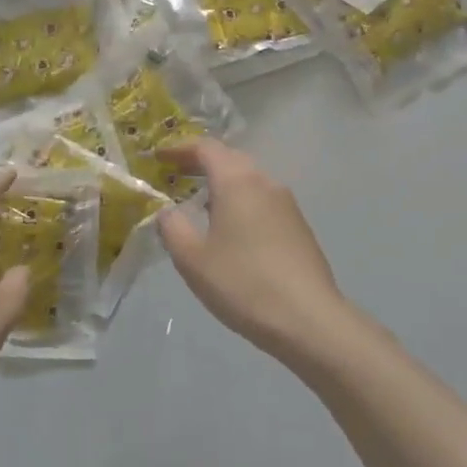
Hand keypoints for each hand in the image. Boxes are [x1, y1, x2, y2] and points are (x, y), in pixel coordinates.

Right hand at [156, 140, 353, 363]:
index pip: (206, 148)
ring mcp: (287, 204)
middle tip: (175, 175)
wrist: (307, 319)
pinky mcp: (299, 227)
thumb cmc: (242, 283)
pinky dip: (240, 203)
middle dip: (201, 164)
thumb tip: (168, 211)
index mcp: (237, 182)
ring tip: (200, 204)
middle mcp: (265, 183)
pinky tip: (231, 230)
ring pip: (249, 181)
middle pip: (230, 160)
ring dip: (223, 184)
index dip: (179, 148)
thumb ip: (173, 227)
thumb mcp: (192, 259)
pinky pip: (262, 202)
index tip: (158, 157)